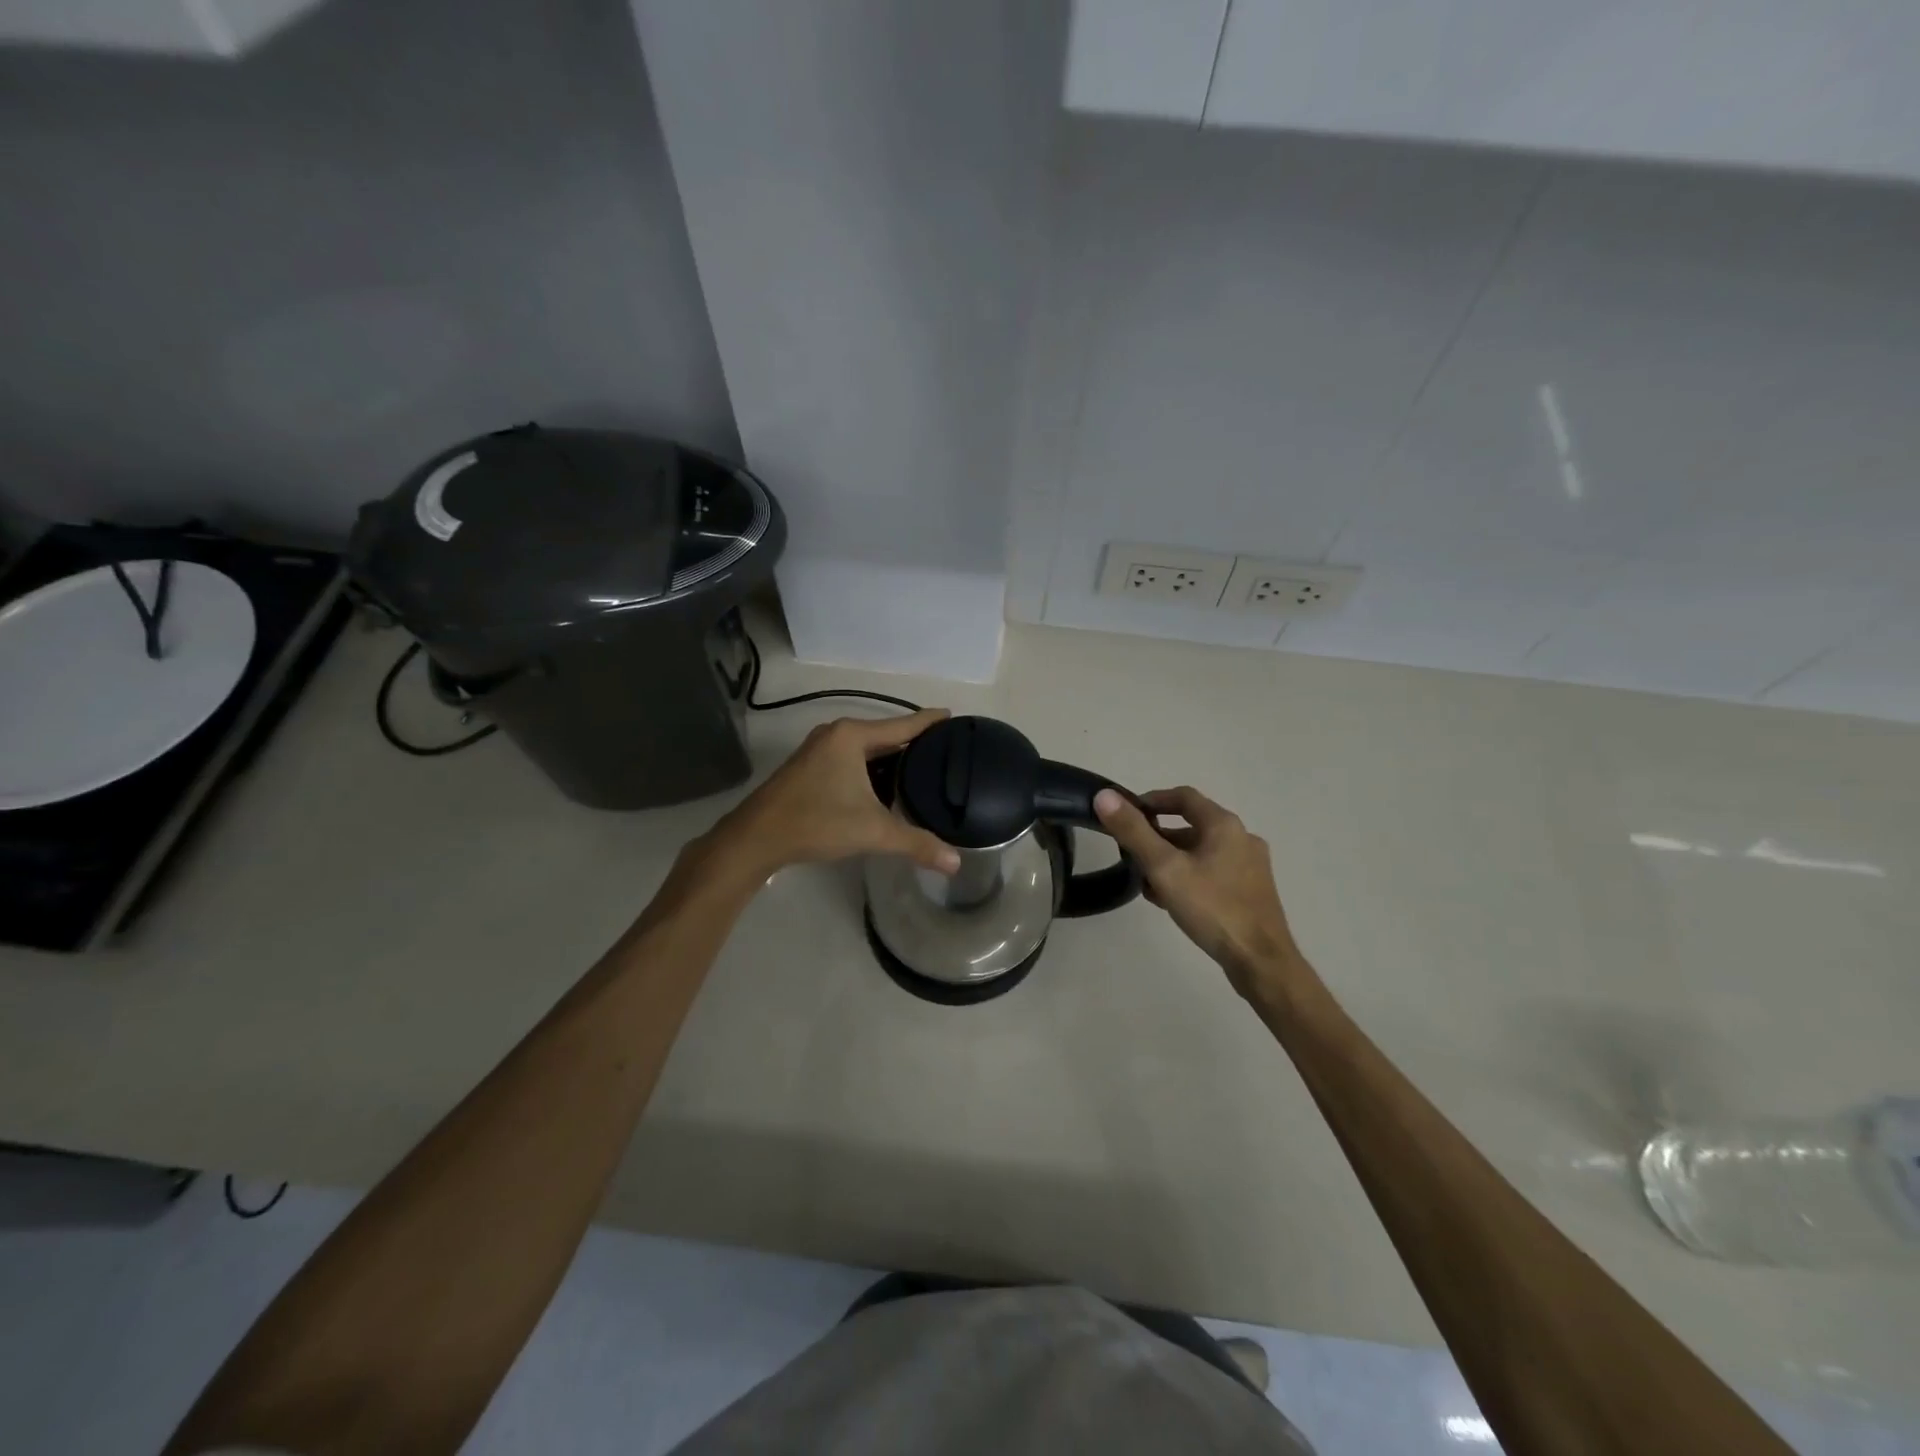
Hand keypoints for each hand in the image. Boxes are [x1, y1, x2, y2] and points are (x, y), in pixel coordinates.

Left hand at [712, 711, 961, 877]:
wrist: (755, 838)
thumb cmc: (816, 822)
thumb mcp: (872, 832)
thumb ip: (916, 843)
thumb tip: (956, 864)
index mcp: (852, 736)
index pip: (903, 724)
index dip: (931, 721)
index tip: (955, 716)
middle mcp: (836, 734)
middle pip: (886, 734)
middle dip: (915, 744)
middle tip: (947, 754)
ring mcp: (820, 749)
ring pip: (868, 749)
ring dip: (892, 759)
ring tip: (925, 770)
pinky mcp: (810, 767)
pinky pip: (853, 759)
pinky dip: (873, 769)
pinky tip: (888, 786)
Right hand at [1094, 785, 1303, 1001]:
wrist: (1261, 961)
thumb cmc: (1212, 908)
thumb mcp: (1164, 868)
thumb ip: (1133, 831)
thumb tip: (1104, 796)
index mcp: (1224, 825)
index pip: (1183, 796)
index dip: (1152, 800)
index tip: (1127, 815)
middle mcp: (1242, 838)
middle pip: (1191, 826)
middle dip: (1157, 837)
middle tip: (1130, 854)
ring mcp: (1250, 866)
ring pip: (1201, 852)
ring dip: (1171, 860)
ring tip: (1146, 883)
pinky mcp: (1252, 891)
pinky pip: (1213, 872)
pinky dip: (1189, 877)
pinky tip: (1172, 901)